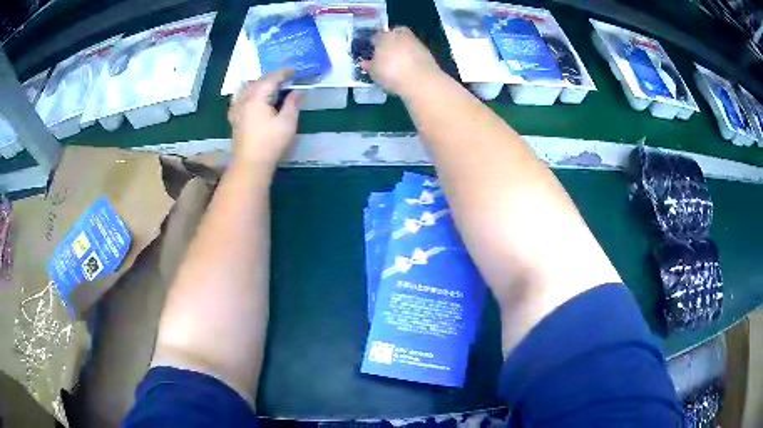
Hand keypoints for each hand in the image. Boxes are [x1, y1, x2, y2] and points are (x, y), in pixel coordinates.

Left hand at [228, 69, 300, 169]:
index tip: (296, 72)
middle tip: (285, 80)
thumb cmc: (271, 143)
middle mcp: (244, 99)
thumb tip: (297, 92)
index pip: (271, 78)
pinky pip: (238, 98)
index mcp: (257, 97)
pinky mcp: (233, 118)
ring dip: (257, 84)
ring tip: (268, 88)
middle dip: (271, 78)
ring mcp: (236, 109)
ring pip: (245, 88)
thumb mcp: (287, 122)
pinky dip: (246, 93)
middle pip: (257, 81)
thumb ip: (292, 103)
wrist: (250, 164)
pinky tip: (251, 99)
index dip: (284, 73)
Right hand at [361, 27, 442, 98]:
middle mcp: (399, 35)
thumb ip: (368, 65)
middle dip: (389, 39)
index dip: (373, 44)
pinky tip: (408, 64)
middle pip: (393, 33)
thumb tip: (364, 62)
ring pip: (405, 39)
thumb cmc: (391, 73)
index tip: (372, 51)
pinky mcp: (426, 50)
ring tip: (398, 59)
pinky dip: (411, 54)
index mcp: (383, 37)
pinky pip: (414, 49)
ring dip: (401, 46)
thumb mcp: (374, 72)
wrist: (420, 80)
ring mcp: (414, 41)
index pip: (375, 36)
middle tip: (386, 51)